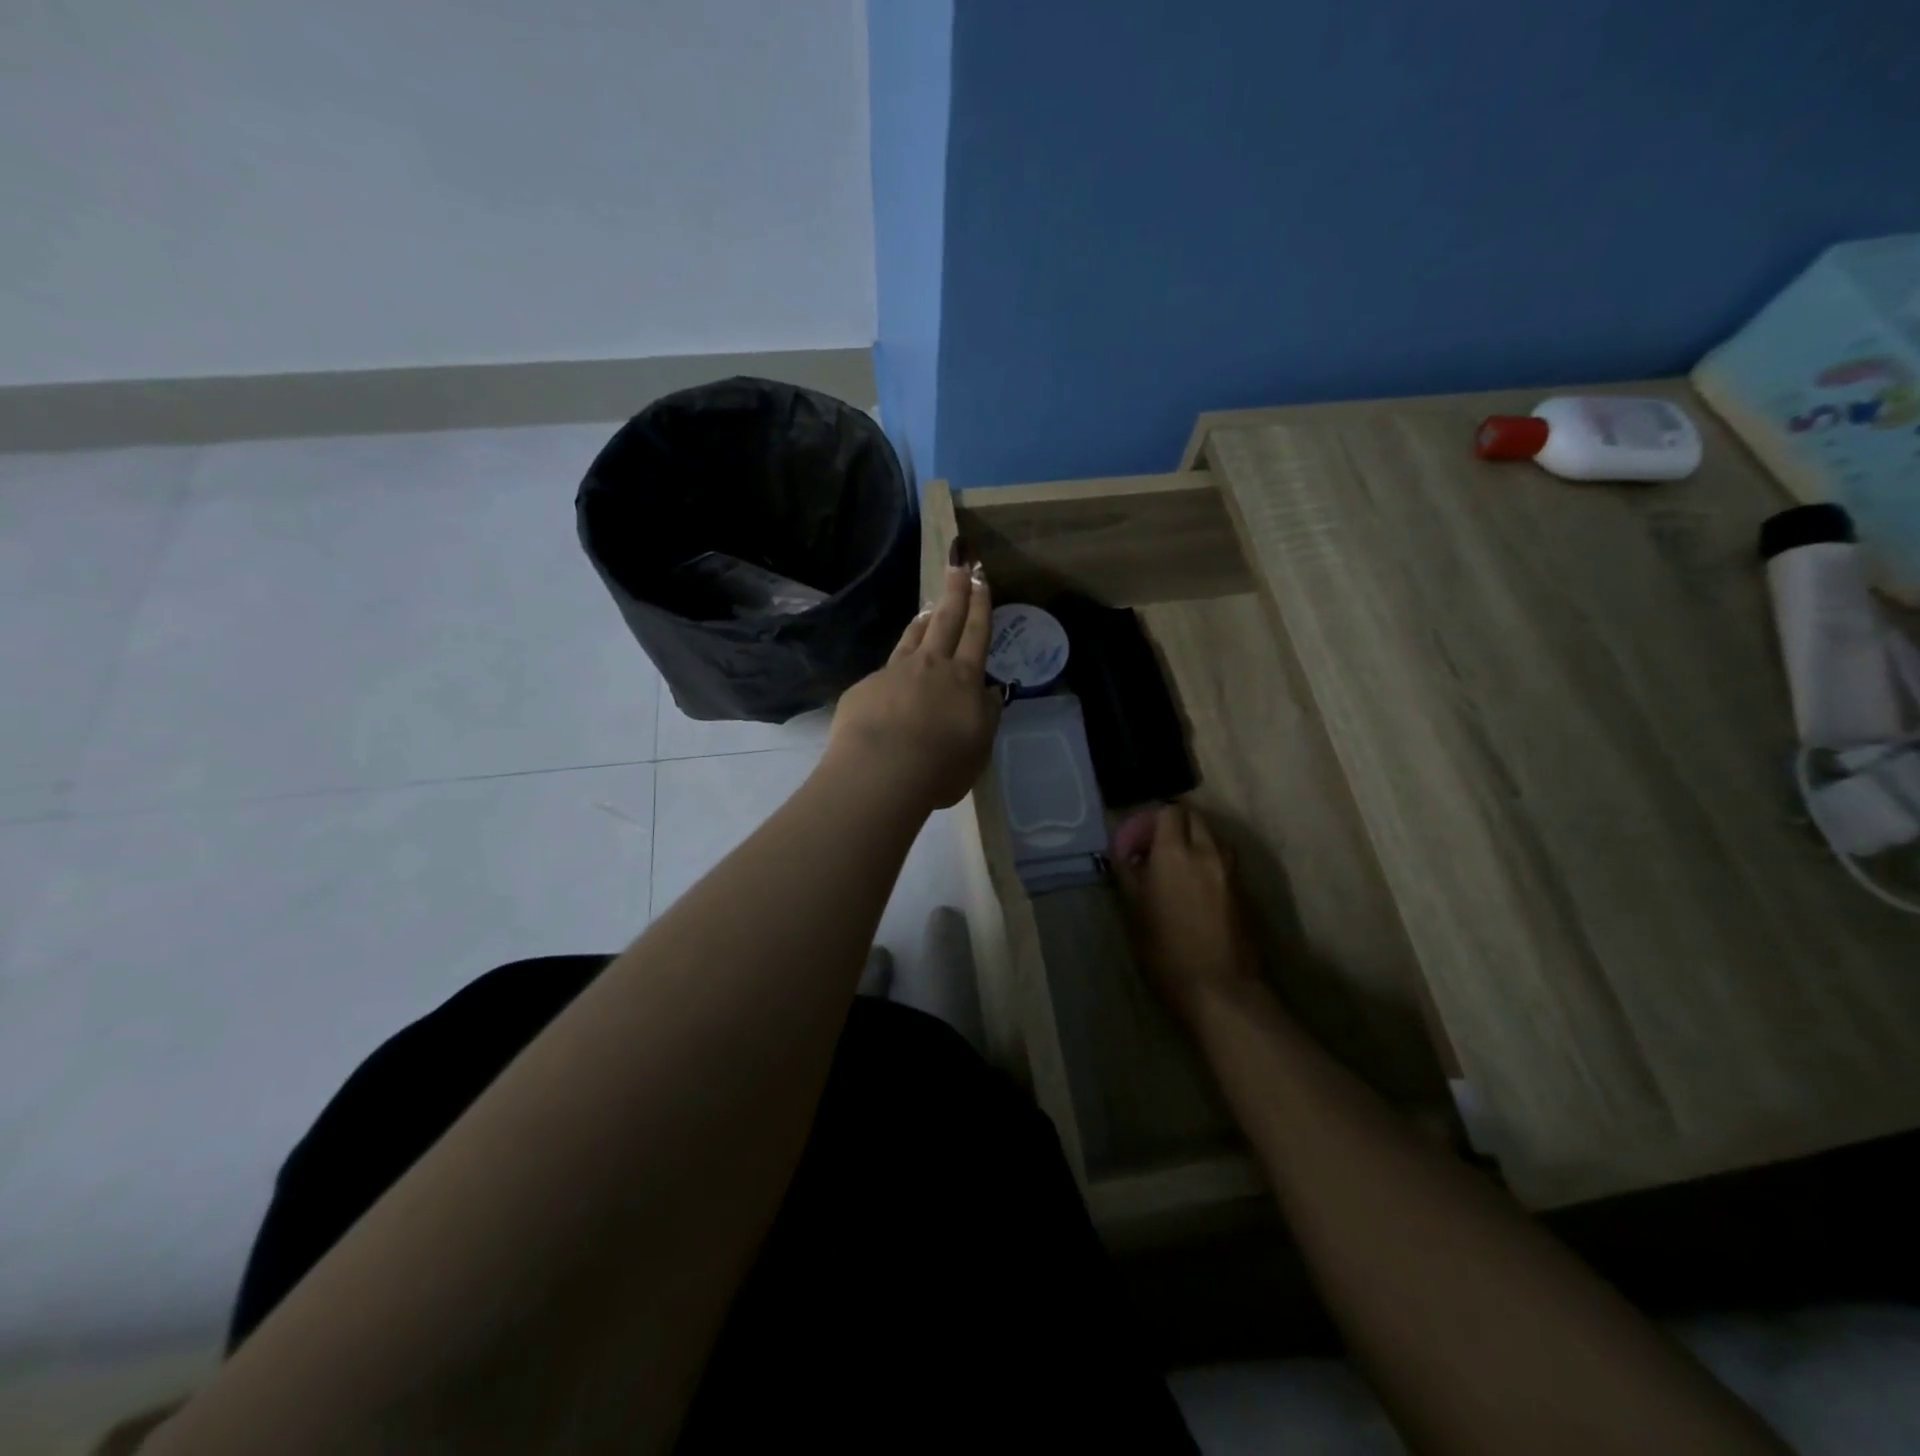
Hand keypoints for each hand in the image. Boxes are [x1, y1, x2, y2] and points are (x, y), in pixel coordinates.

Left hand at [825, 555, 1001, 811]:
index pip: (976, 634)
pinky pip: (884, 672)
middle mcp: (930, 667)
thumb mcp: (979, 748)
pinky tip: (892, 681)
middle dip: (955, 592)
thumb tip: (991, 692)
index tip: (981, 580)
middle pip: (945, 621)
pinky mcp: (865, 688)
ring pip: (912, 639)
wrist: (880, 772)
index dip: (980, 606)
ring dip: (923, 621)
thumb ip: (987, 716)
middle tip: (959, 565)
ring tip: (928, 608)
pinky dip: (894, 669)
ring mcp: (894, 673)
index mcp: (963, 679)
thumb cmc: (940, 766)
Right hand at [1114, 802, 1262, 1025]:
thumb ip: (1130, 874)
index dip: (1151, 820)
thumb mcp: (1134, 912)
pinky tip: (1196, 887)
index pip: (1168, 811)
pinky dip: (1209, 860)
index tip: (1137, 841)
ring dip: (1195, 841)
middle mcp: (1207, 852)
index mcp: (1175, 853)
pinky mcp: (1245, 890)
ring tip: (1178, 867)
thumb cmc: (1166, 952)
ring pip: (1213, 837)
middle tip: (1157, 849)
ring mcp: (1231, 871)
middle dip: (1175, 825)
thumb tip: (1128, 854)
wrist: (1220, 990)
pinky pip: (1224, 860)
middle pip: (1194, 817)